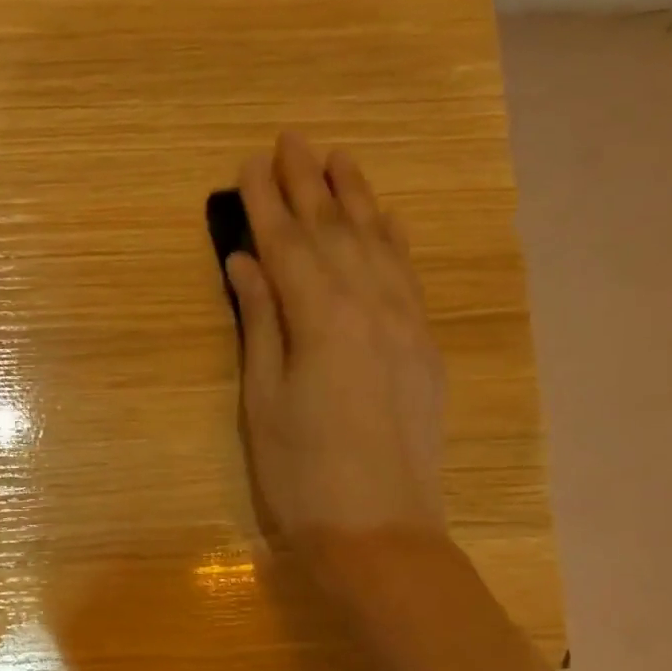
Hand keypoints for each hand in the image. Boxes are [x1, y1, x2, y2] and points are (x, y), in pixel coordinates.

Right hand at [227, 133, 448, 591]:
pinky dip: (395, 239)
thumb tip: (247, 263)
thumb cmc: (301, 475)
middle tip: (290, 138)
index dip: (266, 204)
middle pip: (335, 233)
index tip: (249, 164)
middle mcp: (371, 307)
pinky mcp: (424, 348)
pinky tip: (386, 217)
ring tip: (338, 157)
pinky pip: (409, 275)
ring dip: (356, 198)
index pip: (289, 246)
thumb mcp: (264, 401)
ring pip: (379, 244)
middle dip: (309, 184)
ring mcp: (406, 324)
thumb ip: (261, 323)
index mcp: (322, 320)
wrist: (379, 532)